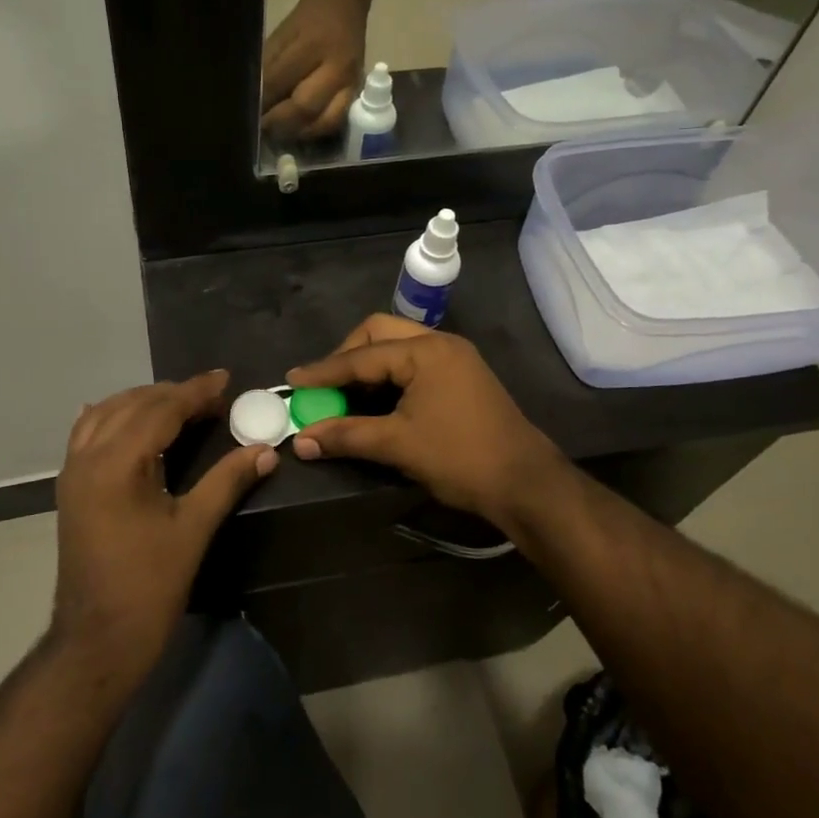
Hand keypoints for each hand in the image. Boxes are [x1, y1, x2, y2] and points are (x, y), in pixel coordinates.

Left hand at [52, 371, 276, 675]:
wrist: (97, 638)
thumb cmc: (149, 585)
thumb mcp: (193, 529)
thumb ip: (227, 481)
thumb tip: (265, 450)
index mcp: (117, 463)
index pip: (160, 410)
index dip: (195, 392)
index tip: (225, 379)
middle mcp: (88, 457)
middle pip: (133, 405)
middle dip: (173, 394)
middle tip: (212, 396)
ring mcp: (73, 471)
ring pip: (107, 414)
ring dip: (143, 402)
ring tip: (180, 404)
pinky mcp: (70, 487)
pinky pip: (88, 434)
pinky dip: (113, 417)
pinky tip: (129, 419)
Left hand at [261, 0, 367, 139]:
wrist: (344, 6)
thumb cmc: (306, 21)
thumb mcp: (282, 35)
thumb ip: (268, 68)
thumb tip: (253, 100)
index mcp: (313, 44)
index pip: (280, 80)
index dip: (262, 100)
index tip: (247, 113)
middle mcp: (337, 67)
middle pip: (305, 107)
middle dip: (278, 122)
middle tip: (261, 128)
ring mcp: (351, 84)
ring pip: (324, 122)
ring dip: (297, 132)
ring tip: (278, 133)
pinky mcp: (357, 94)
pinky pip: (336, 123)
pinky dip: (314, 131)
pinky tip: (299, 131)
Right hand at [285, 315, 571, 532]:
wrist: (525, 484)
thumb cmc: (460, 458)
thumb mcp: (397, 445)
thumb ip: (345, 436)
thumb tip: (300, 442)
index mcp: (425, 351)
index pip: (361, 356)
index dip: (324, 371)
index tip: (292, 381)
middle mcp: (440, 343)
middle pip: (379, 333)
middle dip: (347, 356)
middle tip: (325, 384)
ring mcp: (455, 358)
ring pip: (398, 346)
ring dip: (368, 365)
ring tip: (345, 393)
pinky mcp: (462, 376)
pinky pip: (414, 362)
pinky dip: (389, 375)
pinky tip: (376, 400)